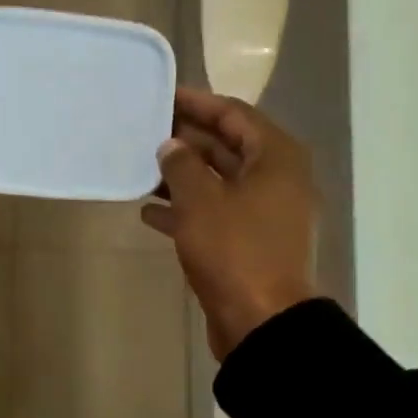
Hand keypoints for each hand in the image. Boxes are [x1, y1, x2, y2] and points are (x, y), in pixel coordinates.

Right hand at [140, 88, 317, 359]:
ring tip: (141, 169)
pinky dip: (185, 211)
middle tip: (146, 131)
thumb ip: (181, 165)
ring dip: (182, 177)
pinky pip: (215, 214)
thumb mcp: (200, 201)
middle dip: (186, 140)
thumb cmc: (234, 250)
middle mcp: (276, 179)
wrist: (262, 321)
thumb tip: (171, 145)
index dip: (197, 103)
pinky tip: (149, 213)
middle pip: (227, 147)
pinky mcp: (250, 243)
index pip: (234, 114)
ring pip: (218, 183)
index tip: (163, 96)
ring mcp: (265, 214)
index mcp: (275, 158)